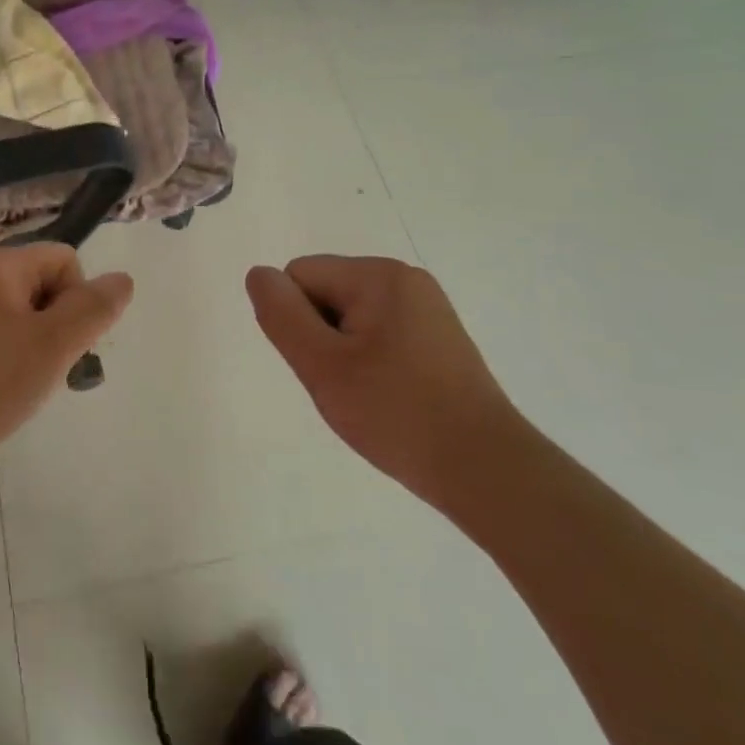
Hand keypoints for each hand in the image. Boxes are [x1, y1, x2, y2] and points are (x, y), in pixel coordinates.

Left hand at [0, 244, 132, 497]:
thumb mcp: (54, 343)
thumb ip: (94, 308)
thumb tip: (123, 279)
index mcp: (0, 266)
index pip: (66, 259)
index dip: (79, 298)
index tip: (64, 339)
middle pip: (50, 287)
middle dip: (64, 326)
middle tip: (51, 366)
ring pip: (32, 320)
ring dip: (45, 350)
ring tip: (31, 385)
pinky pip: (8, 343)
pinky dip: (21, 365)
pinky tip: (13, 394)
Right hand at [245, 255, 524, 512]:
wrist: (485, 470)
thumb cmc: (397, 413)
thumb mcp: (323, 365)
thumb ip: (282, 315)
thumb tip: (259, 274)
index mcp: (379, 275)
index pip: (300, 276)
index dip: (297, 323)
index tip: (325, 366)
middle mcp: (405, 280)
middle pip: (326, 293)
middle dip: (321, 337)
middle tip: (346, 387)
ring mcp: (427, 309)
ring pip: (349, 318)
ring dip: (343, 353)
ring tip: (368, 397)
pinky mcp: (438, 338)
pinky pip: (379, 335)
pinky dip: (371, 362)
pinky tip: (389, 398)